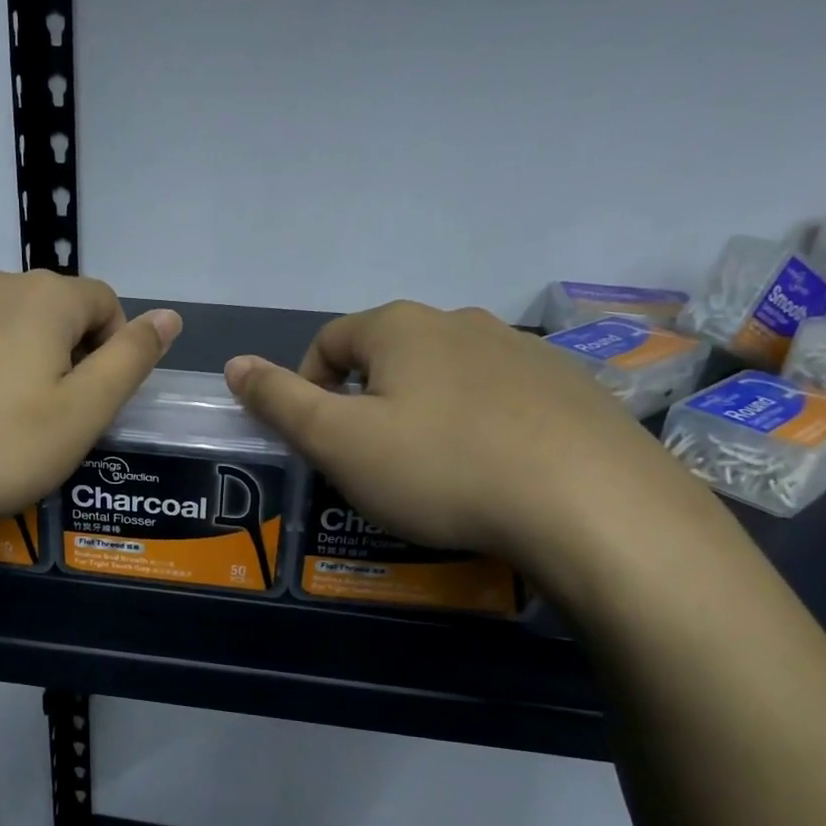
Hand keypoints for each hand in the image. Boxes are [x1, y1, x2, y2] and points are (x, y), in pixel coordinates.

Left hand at [0, 270, 179, 539]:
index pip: (106, 302)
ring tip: (2, 429)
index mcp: (44, 298)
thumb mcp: (80, 414)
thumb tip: (170, 315)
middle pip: (56, 312)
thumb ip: (131, 361)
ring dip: (22, 368)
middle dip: (69, 359)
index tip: (93, 405)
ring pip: (7, 330)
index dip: (115, 351)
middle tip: (53, 423)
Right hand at [223, 301, 709, 581]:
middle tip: (372, 461)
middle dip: (368, 401)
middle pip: (390, 354)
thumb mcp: (339, 442)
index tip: (319, 438)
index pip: (329, 340)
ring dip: (425, 411)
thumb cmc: (441, 467)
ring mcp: (522, 350)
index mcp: (400, 327)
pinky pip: (501, 397)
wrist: (590, 503)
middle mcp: (460, 321)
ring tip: (434, 469)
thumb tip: (234, 363)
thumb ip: (280, 400)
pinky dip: (481, 424)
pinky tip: (494, 470)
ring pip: (448, 374)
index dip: (308, 385)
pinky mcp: (569, 385)